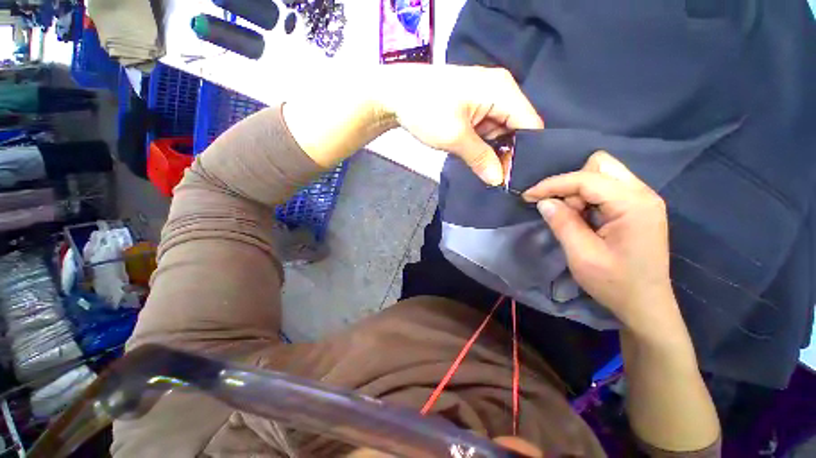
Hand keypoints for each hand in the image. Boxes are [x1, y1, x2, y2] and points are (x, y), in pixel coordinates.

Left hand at [377, 64, 543, 184]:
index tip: (518, 177)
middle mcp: (500, 94)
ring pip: (501, 134)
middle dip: (510, 155)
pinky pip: (486, 133)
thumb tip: (498, 180)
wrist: (396, 95)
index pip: (530, 124)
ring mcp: (486, 103)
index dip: (527, 152)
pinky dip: (483, 148)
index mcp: (503, 91)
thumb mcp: (455, 137)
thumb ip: (480, 159)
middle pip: (517, 130)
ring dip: (494, 154)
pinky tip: (479, 163)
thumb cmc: (426, 110)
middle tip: (503, 182)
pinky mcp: (474, 112)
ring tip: (490, 175)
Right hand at [522, 151, 679, 334]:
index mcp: (633, 204)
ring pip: (601, 175)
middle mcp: (642, 194)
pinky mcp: (637, 208)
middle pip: (600, 166)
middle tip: (560, 209)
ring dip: (578, 192)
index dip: (553, 185)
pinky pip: (606, 189)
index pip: (586, 179)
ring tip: (571, 217)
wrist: (645, 305)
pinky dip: (587, 198)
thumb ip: (562, 223)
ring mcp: (642, 200)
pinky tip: (582, 218)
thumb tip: (543, 201)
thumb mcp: (582, 255)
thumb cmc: (615, 283)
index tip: (527, 196)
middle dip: (571, 184)